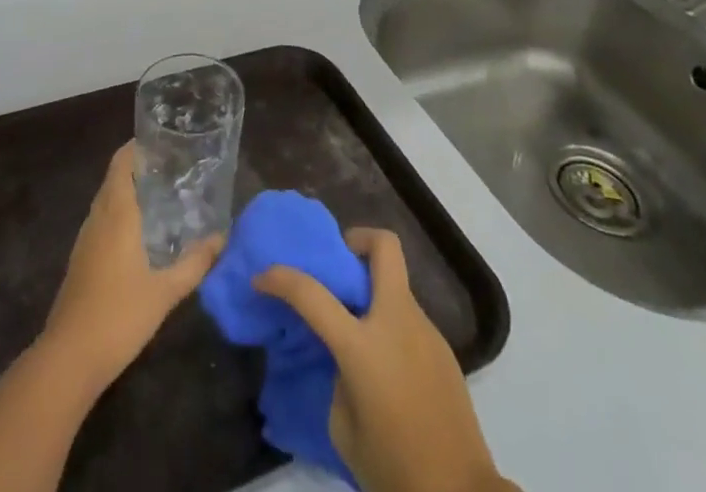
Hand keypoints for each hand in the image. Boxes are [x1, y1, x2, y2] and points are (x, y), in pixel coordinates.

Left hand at [39, 144, 223, 392]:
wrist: (69, 359)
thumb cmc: (119, 315)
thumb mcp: (166, 291)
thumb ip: (195, 262)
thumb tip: (223, 237)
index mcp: (116, 213)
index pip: (122, 162)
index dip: (138, 147)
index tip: (164, 142)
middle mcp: (98, 217)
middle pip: (115, 178)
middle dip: (140, 168)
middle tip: (173, 168)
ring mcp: (86, 239)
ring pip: (107, 200)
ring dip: (129, 191)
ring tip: (163, 195)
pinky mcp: (81, 260)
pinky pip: (103, 222)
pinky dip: (121, 214)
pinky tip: (142, 234)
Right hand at [256, 228, 513, 491]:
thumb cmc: (394, 467)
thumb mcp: (344, 429)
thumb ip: (338, 378)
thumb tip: (344, 358)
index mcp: (363, 346)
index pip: (312, 295)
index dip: (280, 279)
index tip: (262, 277)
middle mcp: (396, 322)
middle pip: (384, 246)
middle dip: (358, 239)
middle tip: (339, 264)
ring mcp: (426, 330)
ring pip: (396, 283)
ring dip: (374, 290)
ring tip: (359, 327)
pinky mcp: (443, 347)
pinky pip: (409, 317)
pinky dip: (390, 322)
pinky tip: (386, 363)